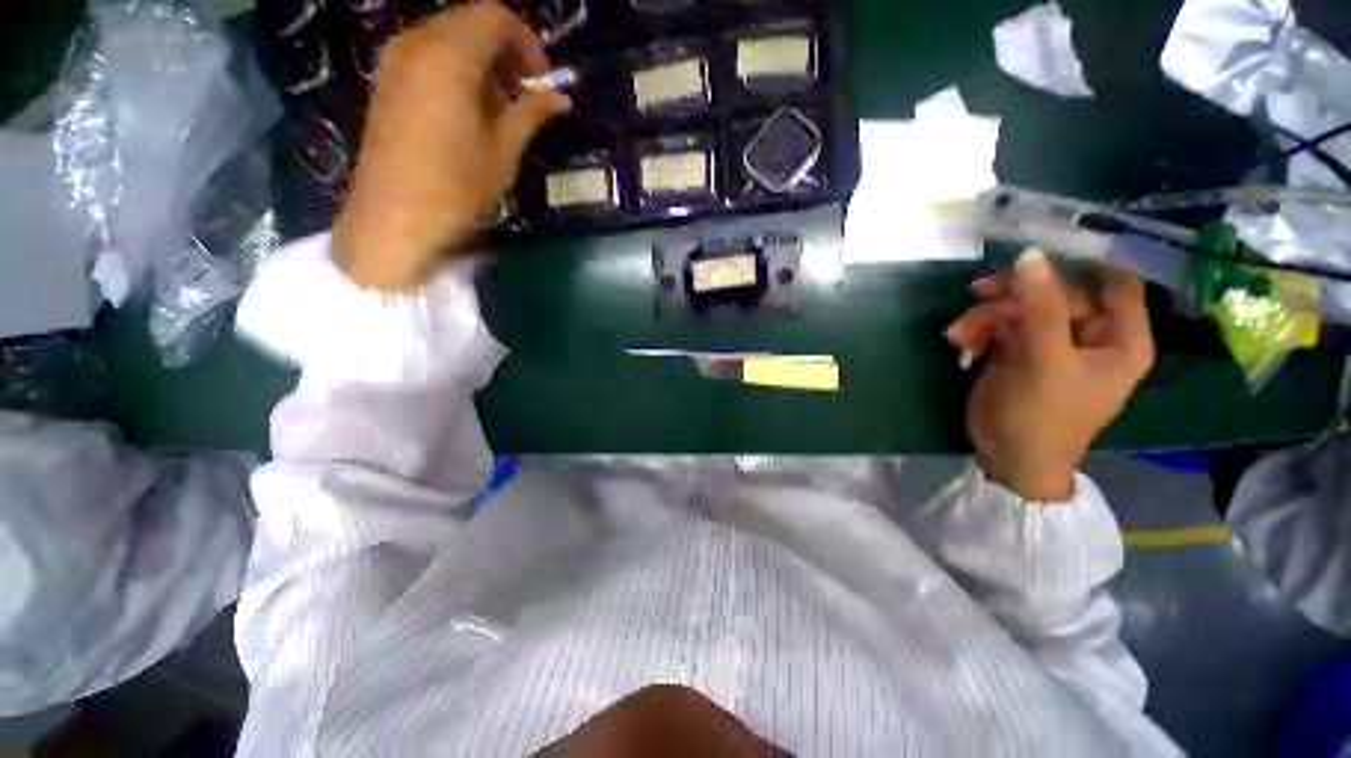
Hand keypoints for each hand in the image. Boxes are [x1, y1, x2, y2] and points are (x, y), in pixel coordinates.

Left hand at [334, 2, 570, 289]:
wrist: (395, 216)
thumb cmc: (456, 186)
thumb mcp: (503, 151)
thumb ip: (531, 114)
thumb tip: (560, 98)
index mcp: (449, 56)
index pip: (495, 16)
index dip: (527, 42)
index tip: (541, 80)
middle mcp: (417, 43)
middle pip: (469, 20)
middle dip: (505, 50)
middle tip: (525, 93)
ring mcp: (395, 59)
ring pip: (448, 36)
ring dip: (481, 61)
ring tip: (499, 108)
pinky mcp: (386, 80)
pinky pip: (427, 53)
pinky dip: (455, 69)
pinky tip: (468, 109)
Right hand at [944, 250, 1154, 500]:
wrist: (1007, 458)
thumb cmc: (1042, 417)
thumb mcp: (1044, 361)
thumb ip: (1040, 308)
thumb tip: (1029, 255)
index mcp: (1117, 338)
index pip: (1116, 282)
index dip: (1086, 261)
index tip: (1043, 251)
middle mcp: (1087, 336)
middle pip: (1055, 292)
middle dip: (1012, 296)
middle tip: (975, 292)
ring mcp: (1049, 344)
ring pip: (1019, 309)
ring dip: (983, 318)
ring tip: (957, 337)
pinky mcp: (1016, 353)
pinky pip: (997, 327)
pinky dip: (976, 334)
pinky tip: (961, 350)